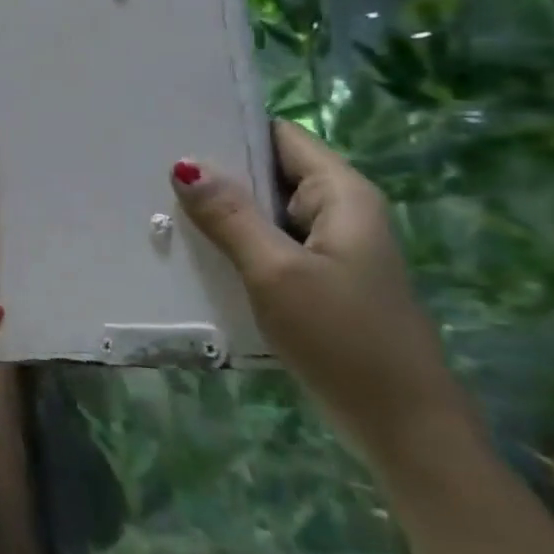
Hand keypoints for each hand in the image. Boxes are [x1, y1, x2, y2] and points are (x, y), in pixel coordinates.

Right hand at [172, 120, 476, 475]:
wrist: (402, 426)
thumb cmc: (343, 339)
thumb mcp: (277, 273)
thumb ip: (231, 217)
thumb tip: (185, 164)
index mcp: (341, 195)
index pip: (280, 137)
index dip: (232, 127)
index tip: (175, 126)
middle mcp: (338, 211)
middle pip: (270, 172)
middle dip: (217, 172)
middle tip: (151, 169)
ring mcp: (328, 248)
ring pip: (265, 212)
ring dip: (221, 211)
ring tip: (158, 203)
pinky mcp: (316, 280)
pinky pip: (268, 245)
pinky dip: (234, 243)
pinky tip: (192, 250)